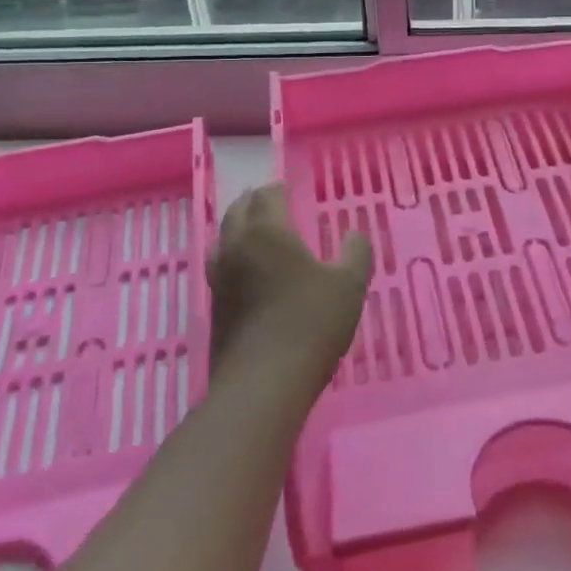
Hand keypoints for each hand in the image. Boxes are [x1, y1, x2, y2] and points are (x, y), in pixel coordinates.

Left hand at [208, 184, 372, 396]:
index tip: (289, 187)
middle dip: (254, 201)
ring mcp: (220, 278)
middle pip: (237, 211)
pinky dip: (234, 254)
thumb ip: (355, 253)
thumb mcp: (349, 285)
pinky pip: (221, 265)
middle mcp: (236, 246)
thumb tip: (354, 235)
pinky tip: (249, 269)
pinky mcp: (215, 306)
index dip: (278, 188)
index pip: (266, 196)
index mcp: (267, 232)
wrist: (263, 383)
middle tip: (270, 199)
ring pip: (223, 237)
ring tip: (255, 228)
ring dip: (238, 225)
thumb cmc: (310, 324)